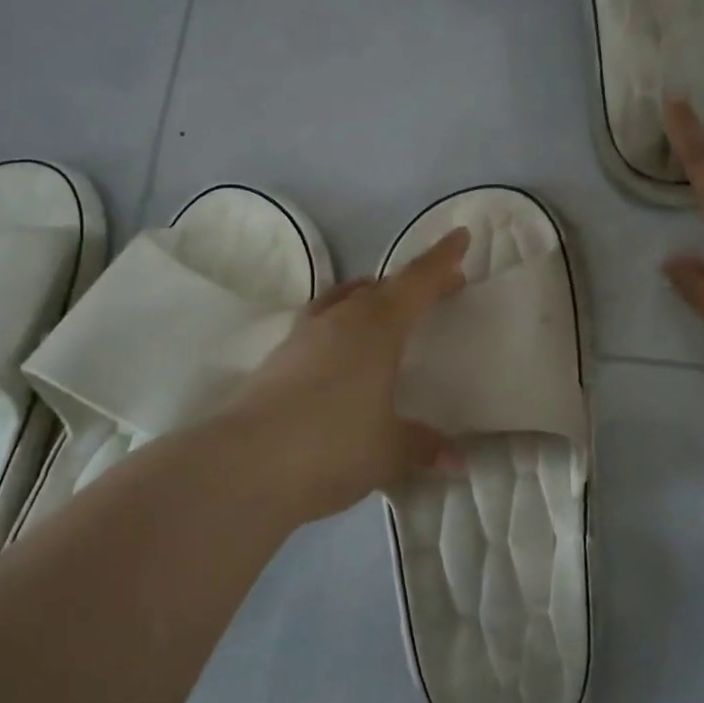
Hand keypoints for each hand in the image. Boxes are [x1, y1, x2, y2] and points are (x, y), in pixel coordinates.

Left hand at [222, 228, 470, 522]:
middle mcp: (340, 320)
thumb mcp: (389, 451)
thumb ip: (424, 447)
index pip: (417, 281)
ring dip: (371, 299)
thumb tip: (456, 461)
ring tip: (388, 314)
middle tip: (438, 289)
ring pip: (344, 301)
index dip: (442, 259)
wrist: (243, 466)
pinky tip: (344, 355)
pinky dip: (342, 328)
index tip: (461, 236)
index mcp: (377, 327)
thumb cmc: (332, 446)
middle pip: (380, 287)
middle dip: (412, 284)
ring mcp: (303, 336)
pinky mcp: (277, 359)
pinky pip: (321, 326)